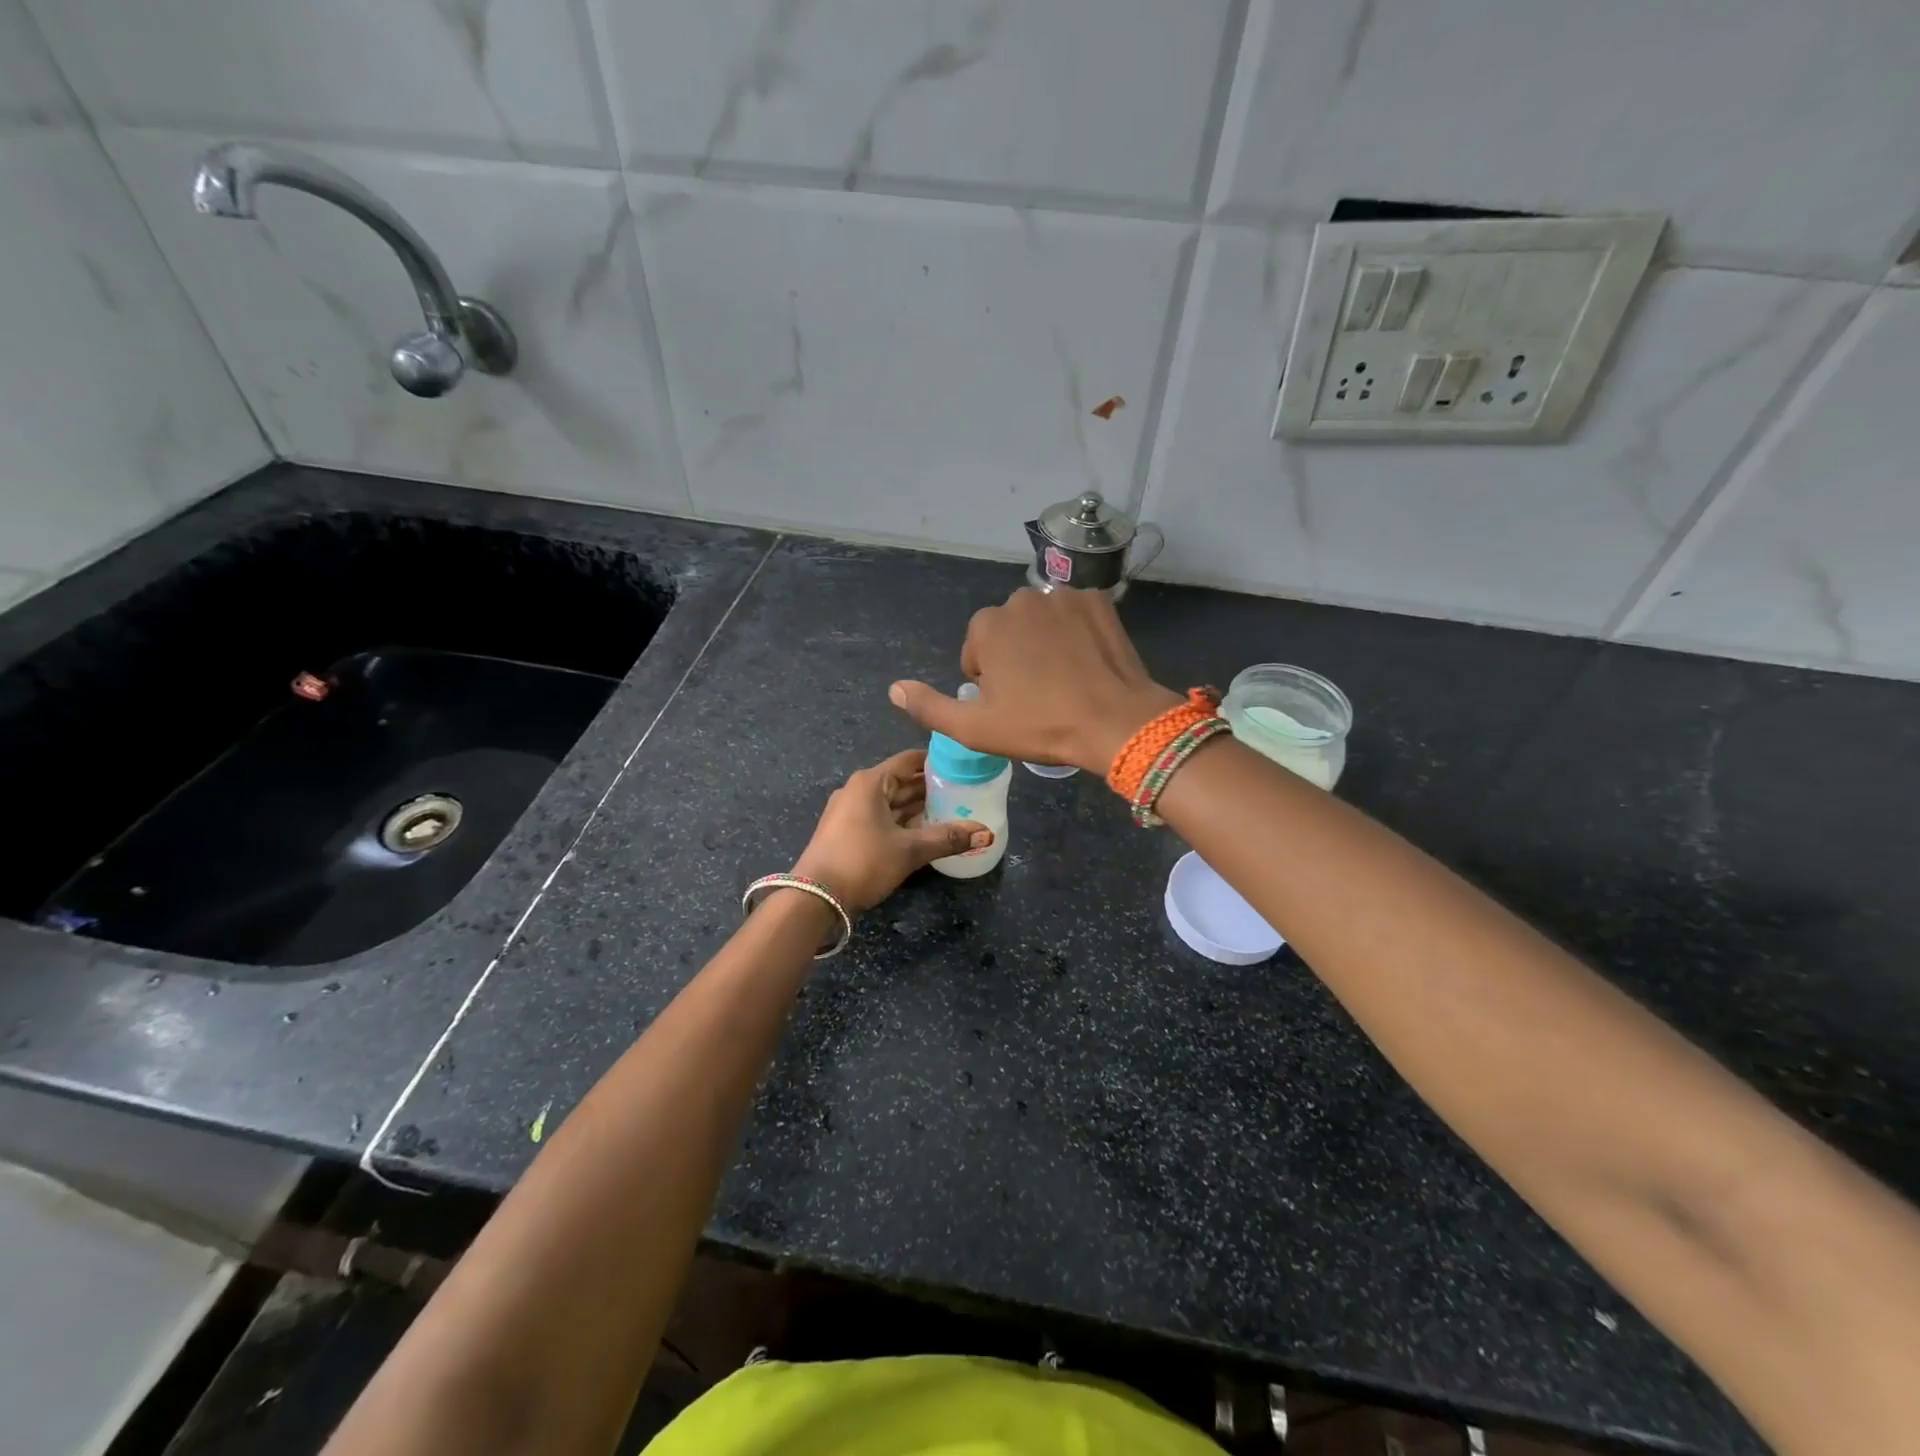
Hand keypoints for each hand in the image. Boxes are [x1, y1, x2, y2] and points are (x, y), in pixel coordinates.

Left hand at [791, 749, 991, 912]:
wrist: (815, 898)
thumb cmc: (862, 862)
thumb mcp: (909, 850)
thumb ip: (947, 838)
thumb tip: (986, 833)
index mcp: (870, 782)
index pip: (910, 760)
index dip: (937, 762)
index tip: (964, 767)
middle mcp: (858, 790)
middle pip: (901, 781)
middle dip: (931, 788)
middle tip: (965, 793)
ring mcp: (849, 812)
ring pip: (891, 802)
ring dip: (917, 807)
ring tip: (952, 812)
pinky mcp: (846, 832)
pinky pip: (881, 818)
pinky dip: (902, 821)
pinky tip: (925, 832)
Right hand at [889, 588, 1180, 773]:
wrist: (1116, 722)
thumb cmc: (1041, 726)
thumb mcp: (975, 728)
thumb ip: (929, 707)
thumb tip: (894, 688)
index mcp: (987, 626)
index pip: (976, 653)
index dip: (989, 683)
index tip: (1011, 705)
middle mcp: (1021, 599)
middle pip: (1007, 632)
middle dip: (1015, 657)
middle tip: (1038, 695)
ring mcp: (1064, 596)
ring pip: (1041, 621)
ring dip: (1044, 643)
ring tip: (1065, 680)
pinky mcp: (1099, 600)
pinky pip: (1075, 615)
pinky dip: (1077, 633)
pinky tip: (1087, 662)